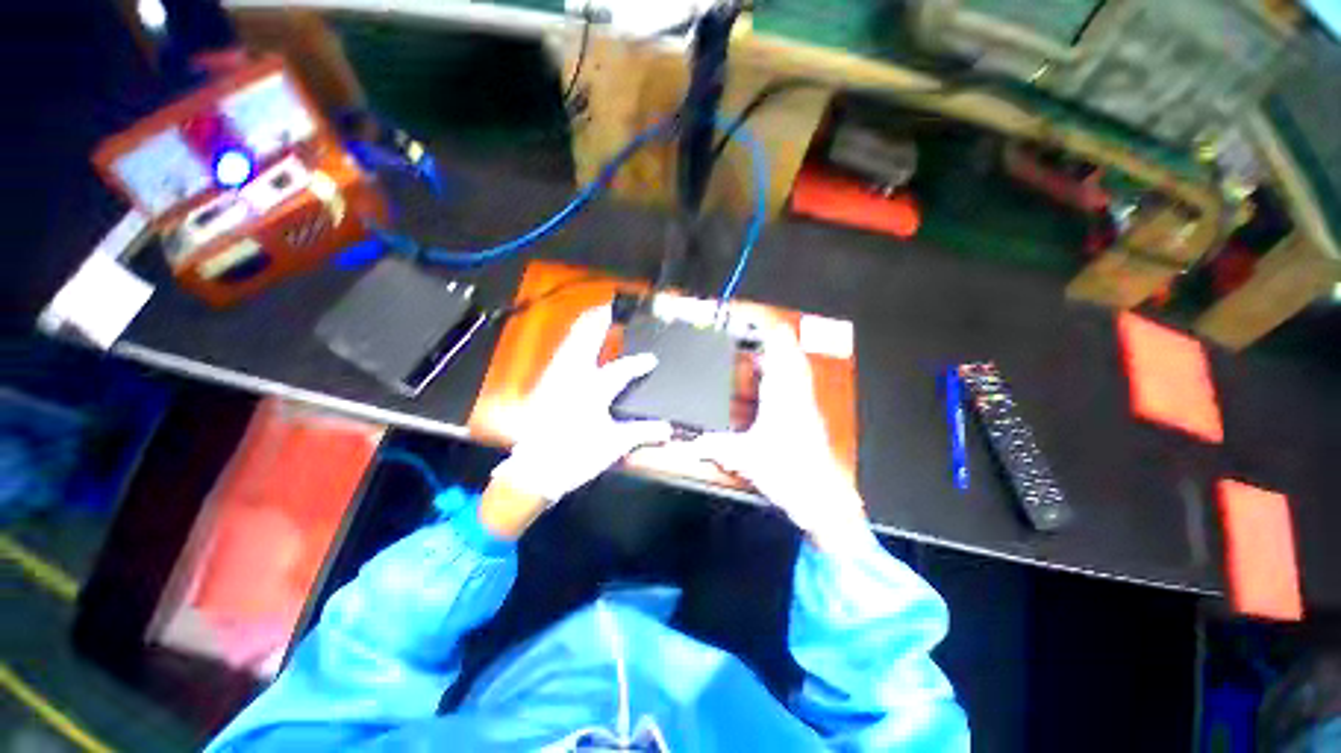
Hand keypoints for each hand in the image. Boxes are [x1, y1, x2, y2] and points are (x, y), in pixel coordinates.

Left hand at [491, 305, 672, 505]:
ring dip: (584, 326)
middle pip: (586, 337)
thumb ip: (642, 432)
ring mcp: (556, 377)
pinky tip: (577, 342)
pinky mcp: (545, 383)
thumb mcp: (613, 445)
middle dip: (600, 320)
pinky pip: (561, 353)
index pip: (622, 370)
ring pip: (570, 341)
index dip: (639, 364)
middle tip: (612, 306)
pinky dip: (572, 341)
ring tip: (596, 315)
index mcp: (593, 390)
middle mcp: (573, 375)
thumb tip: (668, 429)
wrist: (534, 470)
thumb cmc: (576, 456)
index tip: (652, 360)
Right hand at [687, 323, 867, 549]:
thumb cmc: (787, 471)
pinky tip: (773, 388)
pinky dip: (786, 378)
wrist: (823, 497)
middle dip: (777, 343)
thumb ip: (718, 447)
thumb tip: (694, 444)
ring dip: (783, 359)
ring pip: (797, 371)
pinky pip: (798, 387)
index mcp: (782, 396)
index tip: (760, 322)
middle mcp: (797, 395)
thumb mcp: (746, 458)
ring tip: (763, 356)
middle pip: (792, 357)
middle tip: (757, 337)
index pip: (780, 355)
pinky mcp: (809, 418)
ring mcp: (805, 406)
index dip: (771, 335)